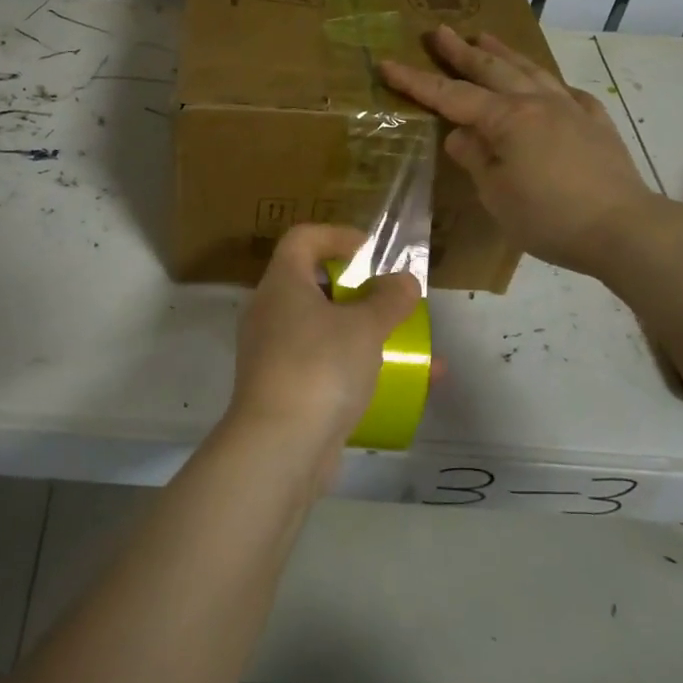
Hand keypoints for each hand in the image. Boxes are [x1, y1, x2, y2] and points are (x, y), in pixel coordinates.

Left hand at [228, 224, 419, 476]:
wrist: (279, 447)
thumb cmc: (320, 367)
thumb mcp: (364, 327)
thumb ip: (389, 299)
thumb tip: (403, 280)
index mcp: (282, 284)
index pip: (303, 238)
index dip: (338, 236)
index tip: (374, 253)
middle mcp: (271, 313)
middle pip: (315, 285)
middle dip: (361, 292)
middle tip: (394, 301)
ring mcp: (274, 354)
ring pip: (325, 331)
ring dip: (367, 334)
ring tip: (412, 347)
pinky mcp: (285, 390)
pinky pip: (326, 366)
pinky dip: (359, 369)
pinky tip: (405, 386)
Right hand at [379, 25, 664, 277]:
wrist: (623, 228)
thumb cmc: (549, 217)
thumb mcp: (496, 194)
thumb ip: (475, 158)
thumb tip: (461, 135)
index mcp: (507, 119)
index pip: (451, 96)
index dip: (416, 81)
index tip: (387, 63)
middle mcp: (537, 103)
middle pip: (492, 69)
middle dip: (461, 51)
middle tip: (439, 31)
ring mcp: (571, 108)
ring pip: (530, 70)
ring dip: (503, 53)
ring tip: (484, 37)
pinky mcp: (595, 122)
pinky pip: (566, 91)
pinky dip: (546, 81)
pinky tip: (545, 82)